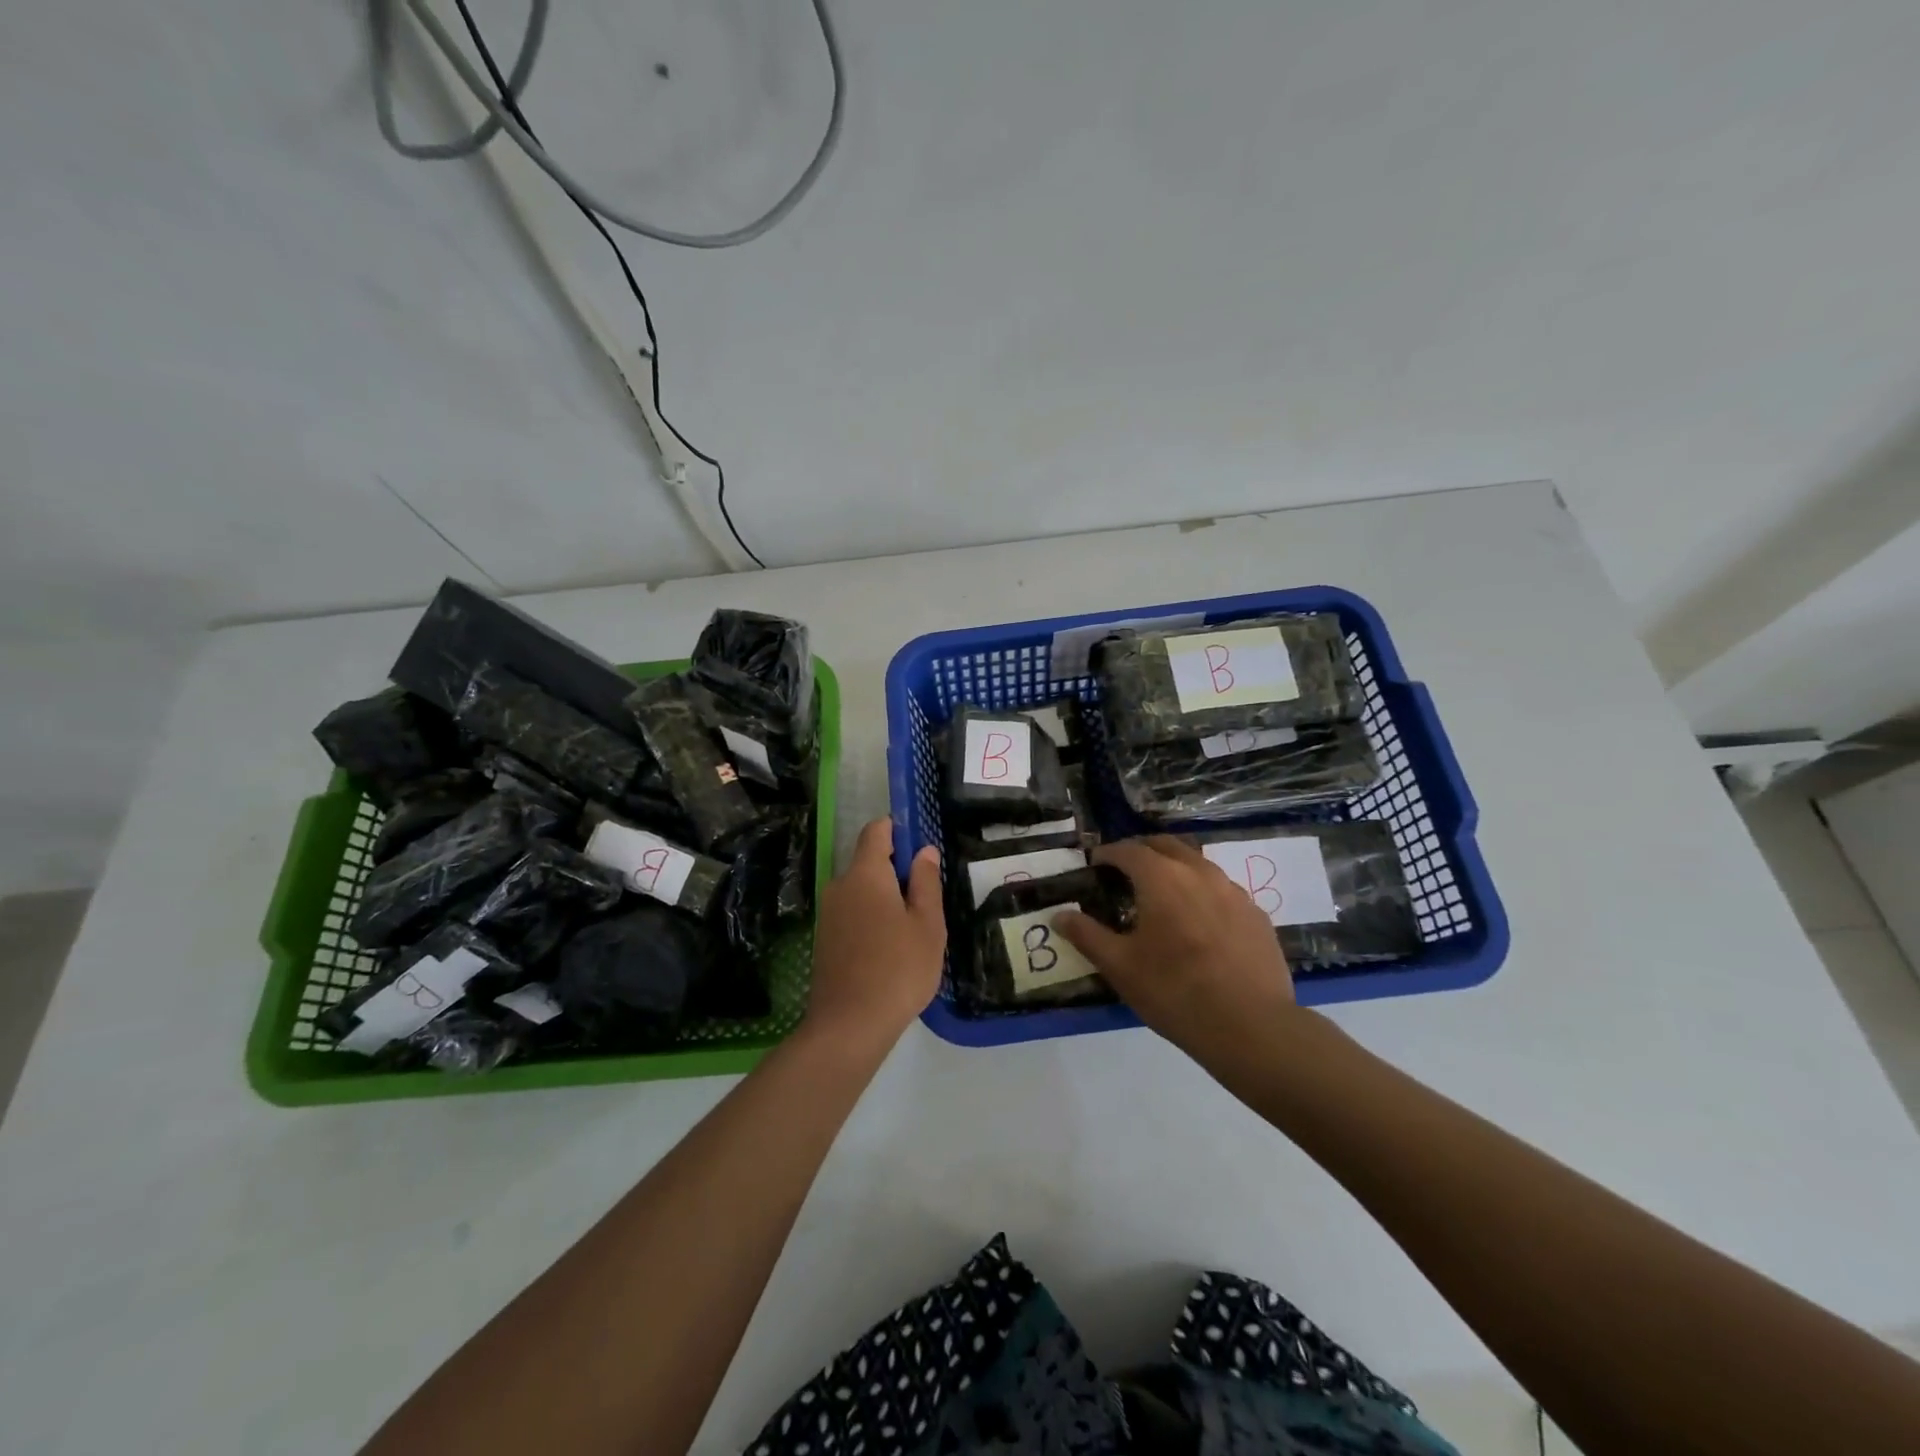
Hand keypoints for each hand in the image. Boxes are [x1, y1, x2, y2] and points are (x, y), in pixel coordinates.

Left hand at [805, 819, 945, 1048]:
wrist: (849, 1026)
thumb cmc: (898, 969)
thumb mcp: (928, 924)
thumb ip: (926, 882)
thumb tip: (924, 851)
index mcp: (865, 874)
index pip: (876, 831)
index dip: (898, 830)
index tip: (921, 848)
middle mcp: (840, 885)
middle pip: (869, 862)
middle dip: (897, 871)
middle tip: (927, 900)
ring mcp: (828, 913)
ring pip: (861, 890)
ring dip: (885, 898)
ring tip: (913, 930)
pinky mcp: (825, 939)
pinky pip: (852, 913)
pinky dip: (871, 919)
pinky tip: (890, 949)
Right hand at [1055, 836, 1300, 1058]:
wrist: (1252, 1027)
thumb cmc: (1175, 991)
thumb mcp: (1120, 967)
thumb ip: (1087, 935)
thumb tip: (1059, 915)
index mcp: (1161, 877)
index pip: (1128, 850)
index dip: (1108, 854)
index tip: (1095, 864)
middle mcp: (1199, 872)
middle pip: (1166, 846)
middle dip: (1142, 852)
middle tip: (1126, 872)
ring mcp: (1234, 892)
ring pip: (1198, 865)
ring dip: (1175, 869)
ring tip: (1163, 896)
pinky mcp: (1257, 915)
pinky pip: (1223, 891)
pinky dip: (1203, 894)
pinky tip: (1200, 923)